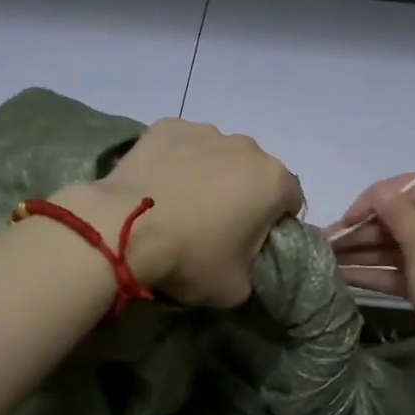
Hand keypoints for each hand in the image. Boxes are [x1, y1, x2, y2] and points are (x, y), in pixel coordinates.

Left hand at [58, 119, 303, 307]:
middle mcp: (247, 146)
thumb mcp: (236, 288)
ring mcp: (205, 131)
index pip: (291, 201)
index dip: (276, 224)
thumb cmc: (190, 258)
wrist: (123, 230)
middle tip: (215, 226)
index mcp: (273, 182)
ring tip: (181, 204)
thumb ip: (253, 270)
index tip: (252, 243)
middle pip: (255, 173)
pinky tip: (159, 186)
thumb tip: (244, 263)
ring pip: (219, 155)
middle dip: (243, 195)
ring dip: (211, 175)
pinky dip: (178, 161)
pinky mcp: (167, 126)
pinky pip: (183, 146)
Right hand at [327, 175, 414, 365]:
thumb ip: (397, 215)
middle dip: (361, 230)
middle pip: (398, 219)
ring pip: (395, 247)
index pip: (408, 188)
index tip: (346, 219)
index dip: (374, 200)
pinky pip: (399, 271)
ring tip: (325, 260)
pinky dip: (374, 273)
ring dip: (362, 252)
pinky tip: (342, 276)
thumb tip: (379, 192)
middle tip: (324, 244)